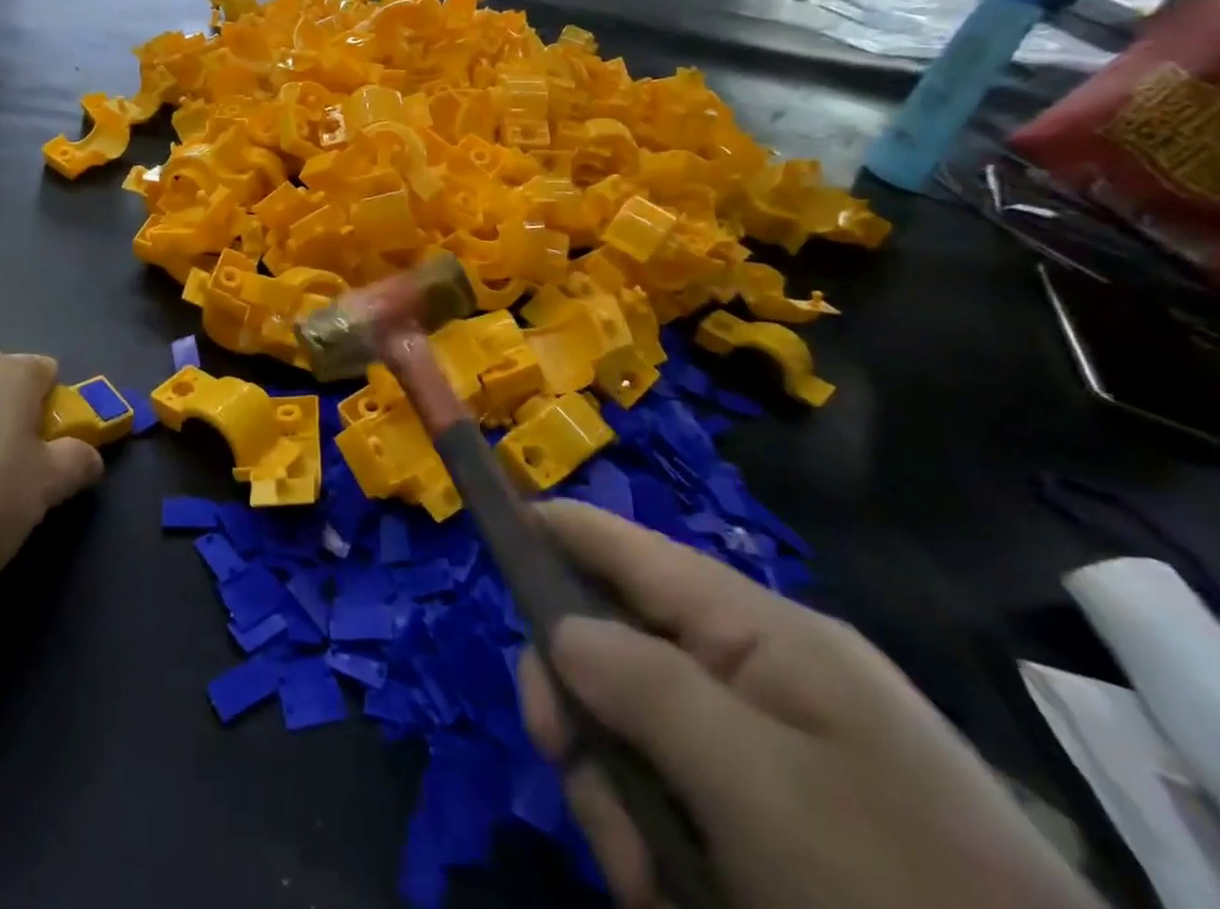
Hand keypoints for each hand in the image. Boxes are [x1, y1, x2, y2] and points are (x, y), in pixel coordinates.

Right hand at [517, 503, 1102, 908]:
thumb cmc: (891, 890)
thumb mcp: (757, 785)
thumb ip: (644, 686)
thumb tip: (560, 626)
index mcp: (765, 636)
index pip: (635, 551)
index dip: (564, 527)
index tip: (498, 518)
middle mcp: (759, 675)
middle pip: (621, 647)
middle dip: (580, 702)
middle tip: (561, 758)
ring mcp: (766, 750)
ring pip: (636, 732)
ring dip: (617, 797)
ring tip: (645, 881)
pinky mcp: (770, 818)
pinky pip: (674, 798)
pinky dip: (657, 844)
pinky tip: (671, 897)